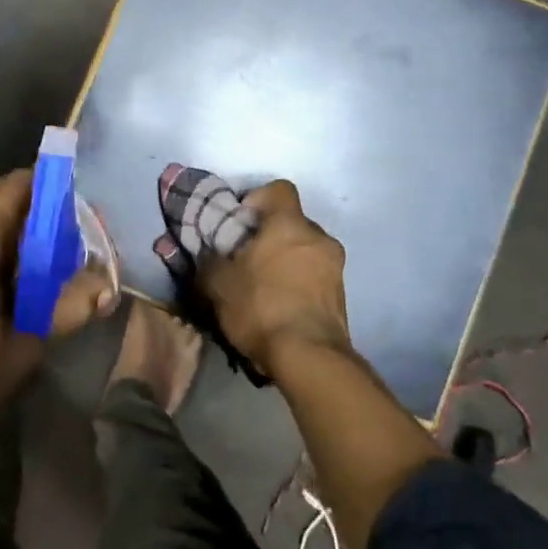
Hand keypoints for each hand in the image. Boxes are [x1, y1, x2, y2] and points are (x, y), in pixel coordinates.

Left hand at [0, 169, 115, 425]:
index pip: (13, 189)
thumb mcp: (25, 345)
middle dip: (25, 196)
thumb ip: (68, 309)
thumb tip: (105, 287)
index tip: (72, 193)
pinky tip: (4, 265)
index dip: (44, 183)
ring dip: (3, 216)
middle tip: (60, 218)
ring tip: (37, 242)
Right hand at [197, 180, 350, 376]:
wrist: (309, 358)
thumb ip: (208, 258)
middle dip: (270, 235)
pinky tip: (278, 306)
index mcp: (289, 224)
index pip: (279, 189)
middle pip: (292, 223)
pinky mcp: (341, 296)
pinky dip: (298, 283)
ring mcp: (335, 268)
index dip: (257, 199)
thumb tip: (206, 252)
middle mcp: (318, 238)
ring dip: (285, 261)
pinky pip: (314, 277)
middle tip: (246, 257)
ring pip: (304, 251)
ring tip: (262, 287)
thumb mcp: (217, 282)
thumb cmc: (260, 306)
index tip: (239, 222)